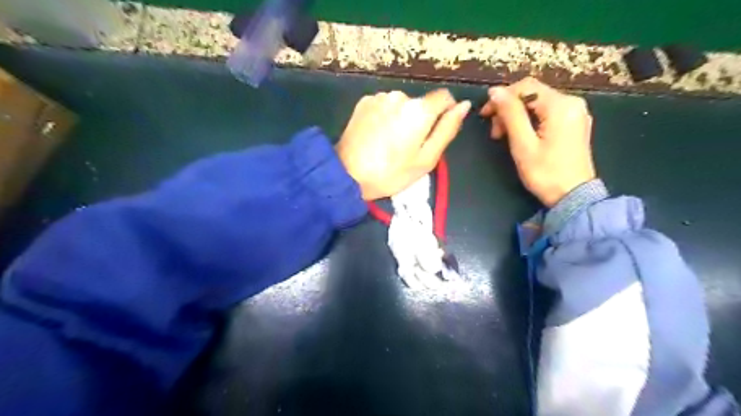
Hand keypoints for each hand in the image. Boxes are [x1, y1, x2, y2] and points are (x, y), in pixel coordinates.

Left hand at [336, 87, 467, 199]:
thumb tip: (464, 105)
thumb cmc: (391, 173)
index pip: (444, 97)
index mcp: (419, 110)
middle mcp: (400, 96)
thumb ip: (447, 129)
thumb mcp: (426, 158)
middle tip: (408, 147)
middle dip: (420, 120)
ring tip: (389, 143)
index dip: (445, 114)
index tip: (435, 133)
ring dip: (401, 118)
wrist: (346, 174)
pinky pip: (384, 106)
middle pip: (421, 103)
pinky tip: (376, 135)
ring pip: (401, 104)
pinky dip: (385, 117)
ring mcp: (379, 97)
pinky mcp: (363, 102)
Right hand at [481, 76, 594, 205]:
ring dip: (517, 115)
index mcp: (561, 105)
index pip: (525, 87)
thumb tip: (495, 91)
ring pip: (538, 103)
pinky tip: (520, 135)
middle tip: (494, 132)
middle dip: (508, 108)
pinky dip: (529, 120)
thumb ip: (510, 114)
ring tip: (503, 136)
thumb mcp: (523, 144)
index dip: (502, 97)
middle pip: (532, 94)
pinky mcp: (574, 123)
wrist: (573, 197)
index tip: (485, 115)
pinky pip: (547, 112)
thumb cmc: (545, 173)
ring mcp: (575, 113)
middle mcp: (572, 103)